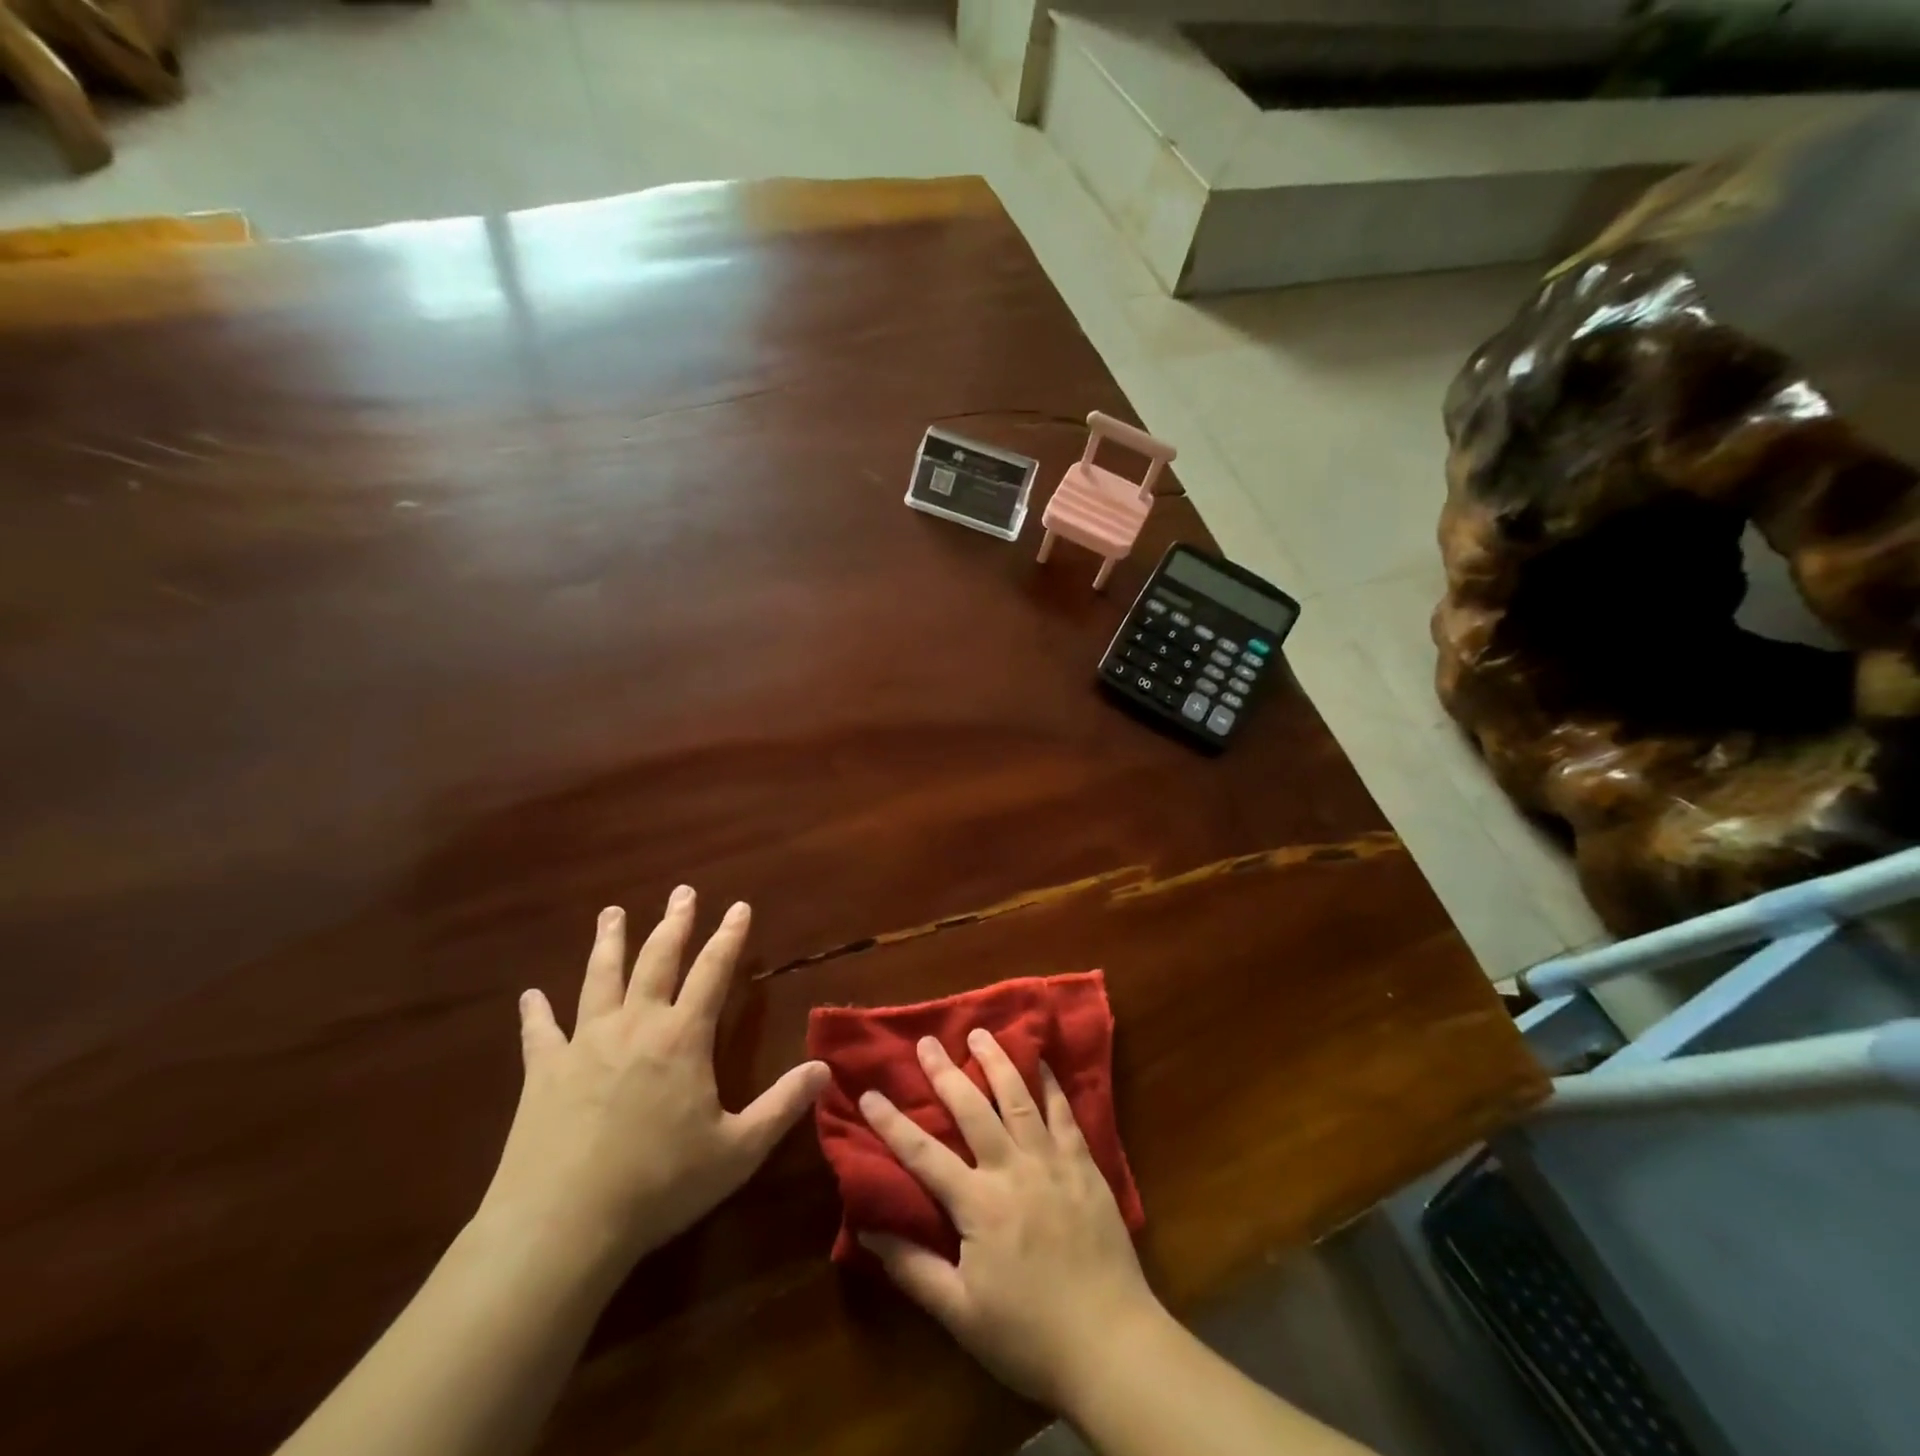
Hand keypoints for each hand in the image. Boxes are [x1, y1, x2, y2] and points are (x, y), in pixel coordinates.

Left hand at [475, 889, 828, 1282]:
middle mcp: (635, 1025)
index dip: (729, 936)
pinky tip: (530, 995)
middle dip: (673, 923)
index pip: (712, 971)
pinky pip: (539, 1032)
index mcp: (682, 1037)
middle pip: (656, 959)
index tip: (738, 906)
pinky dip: (535, 1012)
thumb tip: (825, 1070)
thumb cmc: (659, 1185)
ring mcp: (585, 1044)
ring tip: (611, 913)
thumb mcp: (736, 1151)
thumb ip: (782, 1106)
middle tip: (682, 892)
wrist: (562, 1225)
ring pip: (599, 978)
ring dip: (608, 942)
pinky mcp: (543, 1072)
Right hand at [857, 1030, 1162, 1409]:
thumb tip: (868, 1229)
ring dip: (997, 1062)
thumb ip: (913, 1268)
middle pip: (972, 1109)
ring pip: (1019, 1098)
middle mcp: (1013, 1169)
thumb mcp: (960, 1314)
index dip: (892, 1123)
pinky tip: (1043, 1062)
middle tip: (927, 1041)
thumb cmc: (1029, 1336)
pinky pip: (1065, 1114)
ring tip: (980, 1033)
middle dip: (945, 1072)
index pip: (923, 1154)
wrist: (1112, 1345)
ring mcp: (1052, 1163)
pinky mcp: (1084, 1166)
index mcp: (979, 1204)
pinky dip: (1052, 1084)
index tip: (868, 1093)